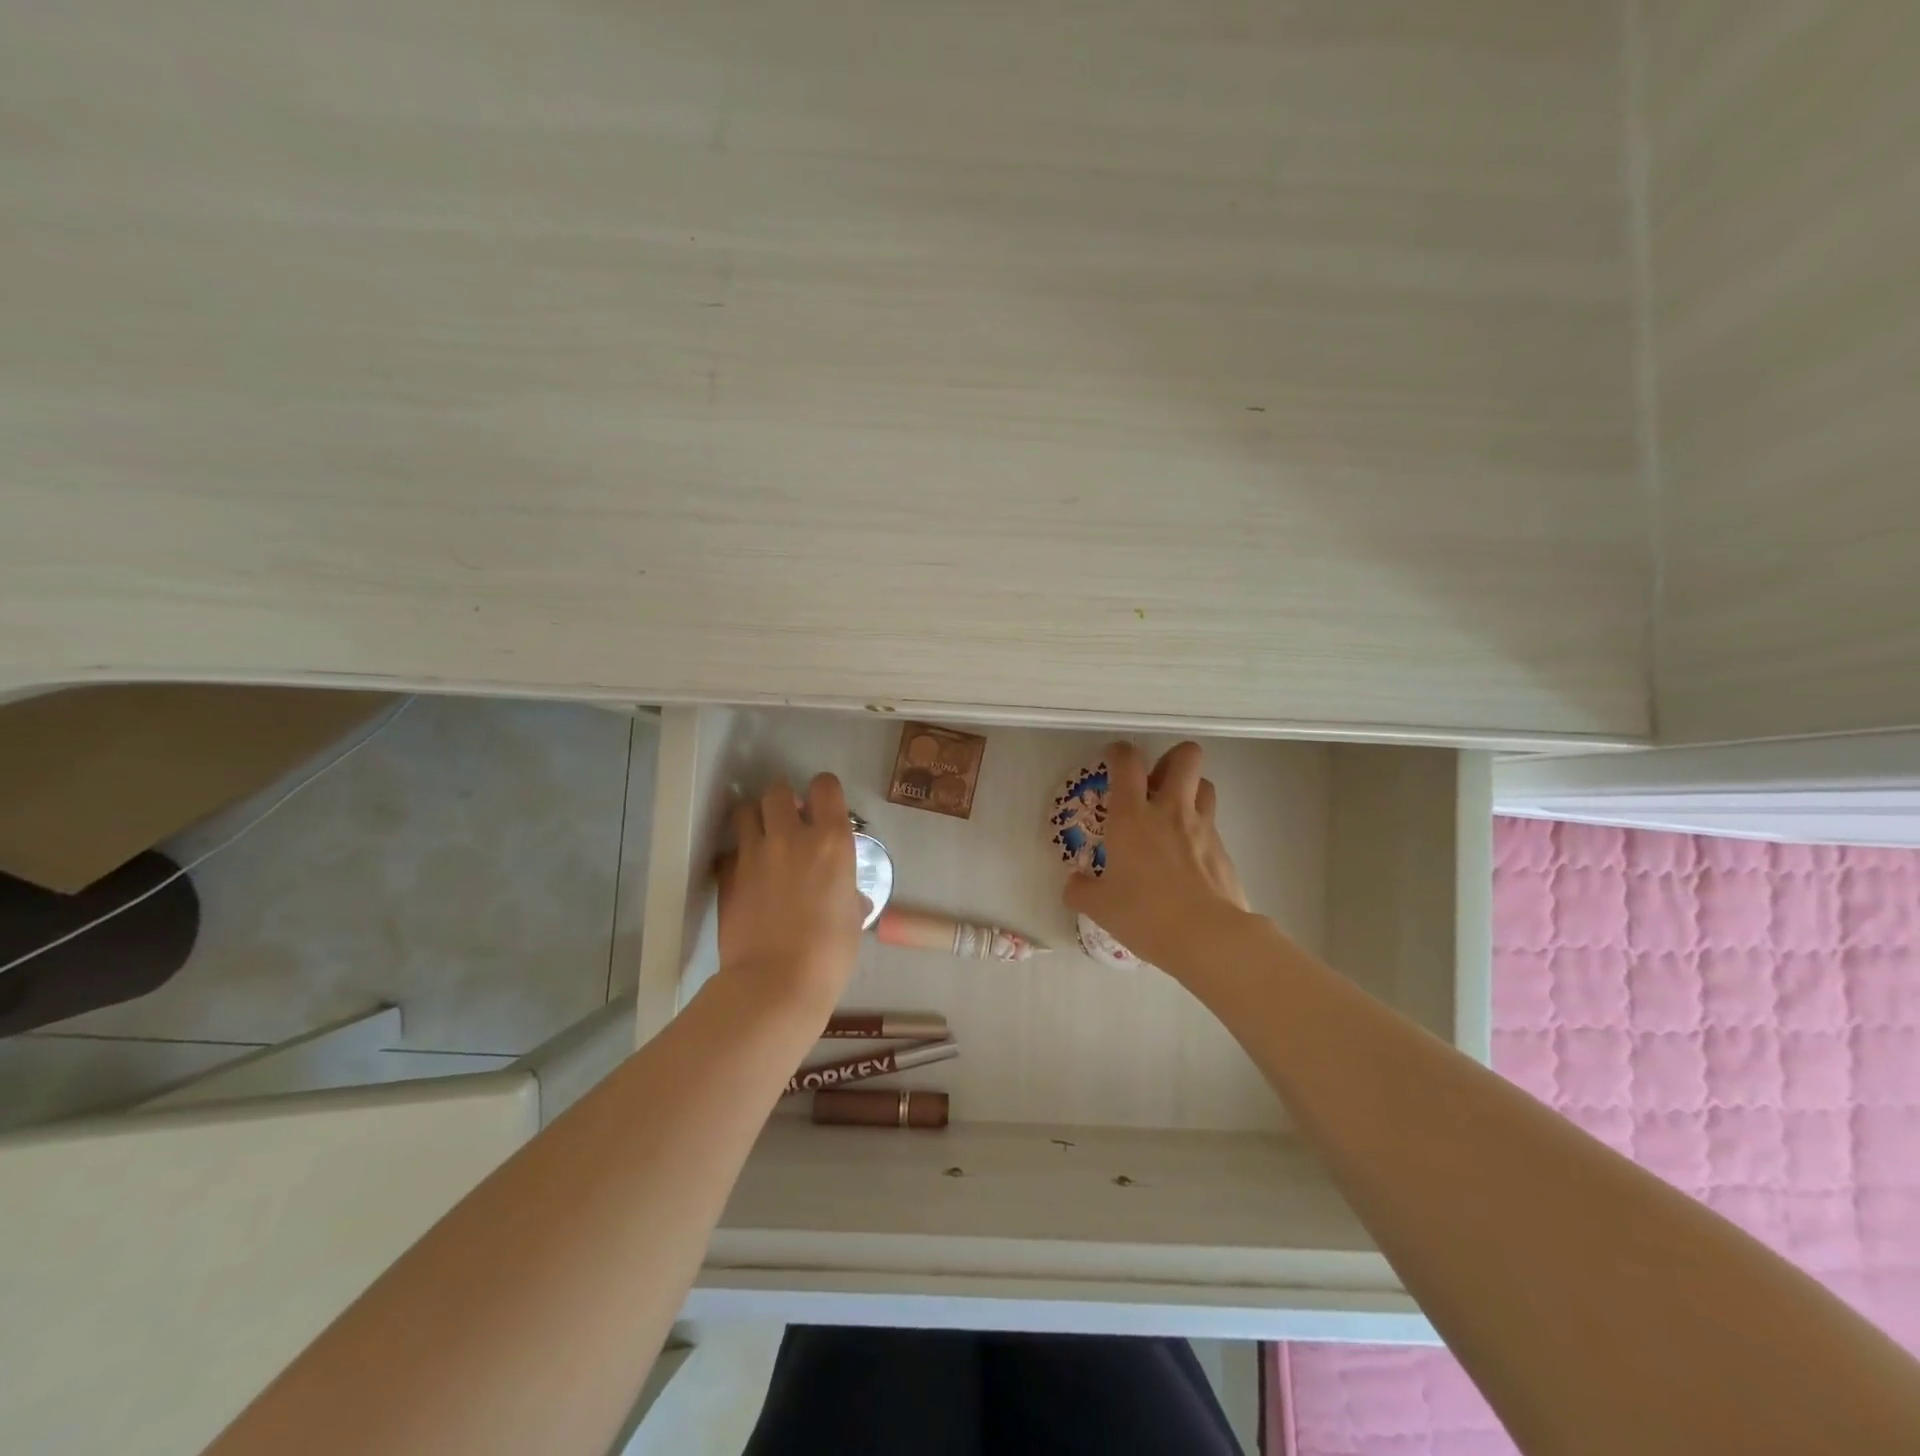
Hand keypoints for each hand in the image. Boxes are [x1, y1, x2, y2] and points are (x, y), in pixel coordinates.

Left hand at [717, 773, 864, 1015]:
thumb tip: (850, 897)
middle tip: (788, 822)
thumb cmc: (830, 953)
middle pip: (777, 790)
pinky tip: (744, 875)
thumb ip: (849, 894)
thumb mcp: (852, 918)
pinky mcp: (726, 875)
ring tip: (760, 838)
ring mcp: (753, 854)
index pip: (825, 786)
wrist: (777, 983)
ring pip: (744, 810)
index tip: (822, 808)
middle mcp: (791, 836)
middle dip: (782, 801)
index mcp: (831, 841)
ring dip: (754, 818)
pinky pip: (729, 850)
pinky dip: (736, 855)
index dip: (823, 792)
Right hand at [1063, 741, 1250, 975]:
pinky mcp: (1223, 849)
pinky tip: (1188, 854)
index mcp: (1132, 816)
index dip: (1120, 752)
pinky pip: (1212, 823)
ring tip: (1174, 811)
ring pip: (1205, 784)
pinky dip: (1199, 828)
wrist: (1207, 937)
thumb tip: (1074, 883)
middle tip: (1154, 781)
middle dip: (1170, 758)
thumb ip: (1081, 890)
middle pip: (1185, 756)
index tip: (1114, 757)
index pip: (1127, 762)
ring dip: (1190, 788)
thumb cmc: (1145, 914)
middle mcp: (1170, 810)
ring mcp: (1202, 827)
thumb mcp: (1100, 906)